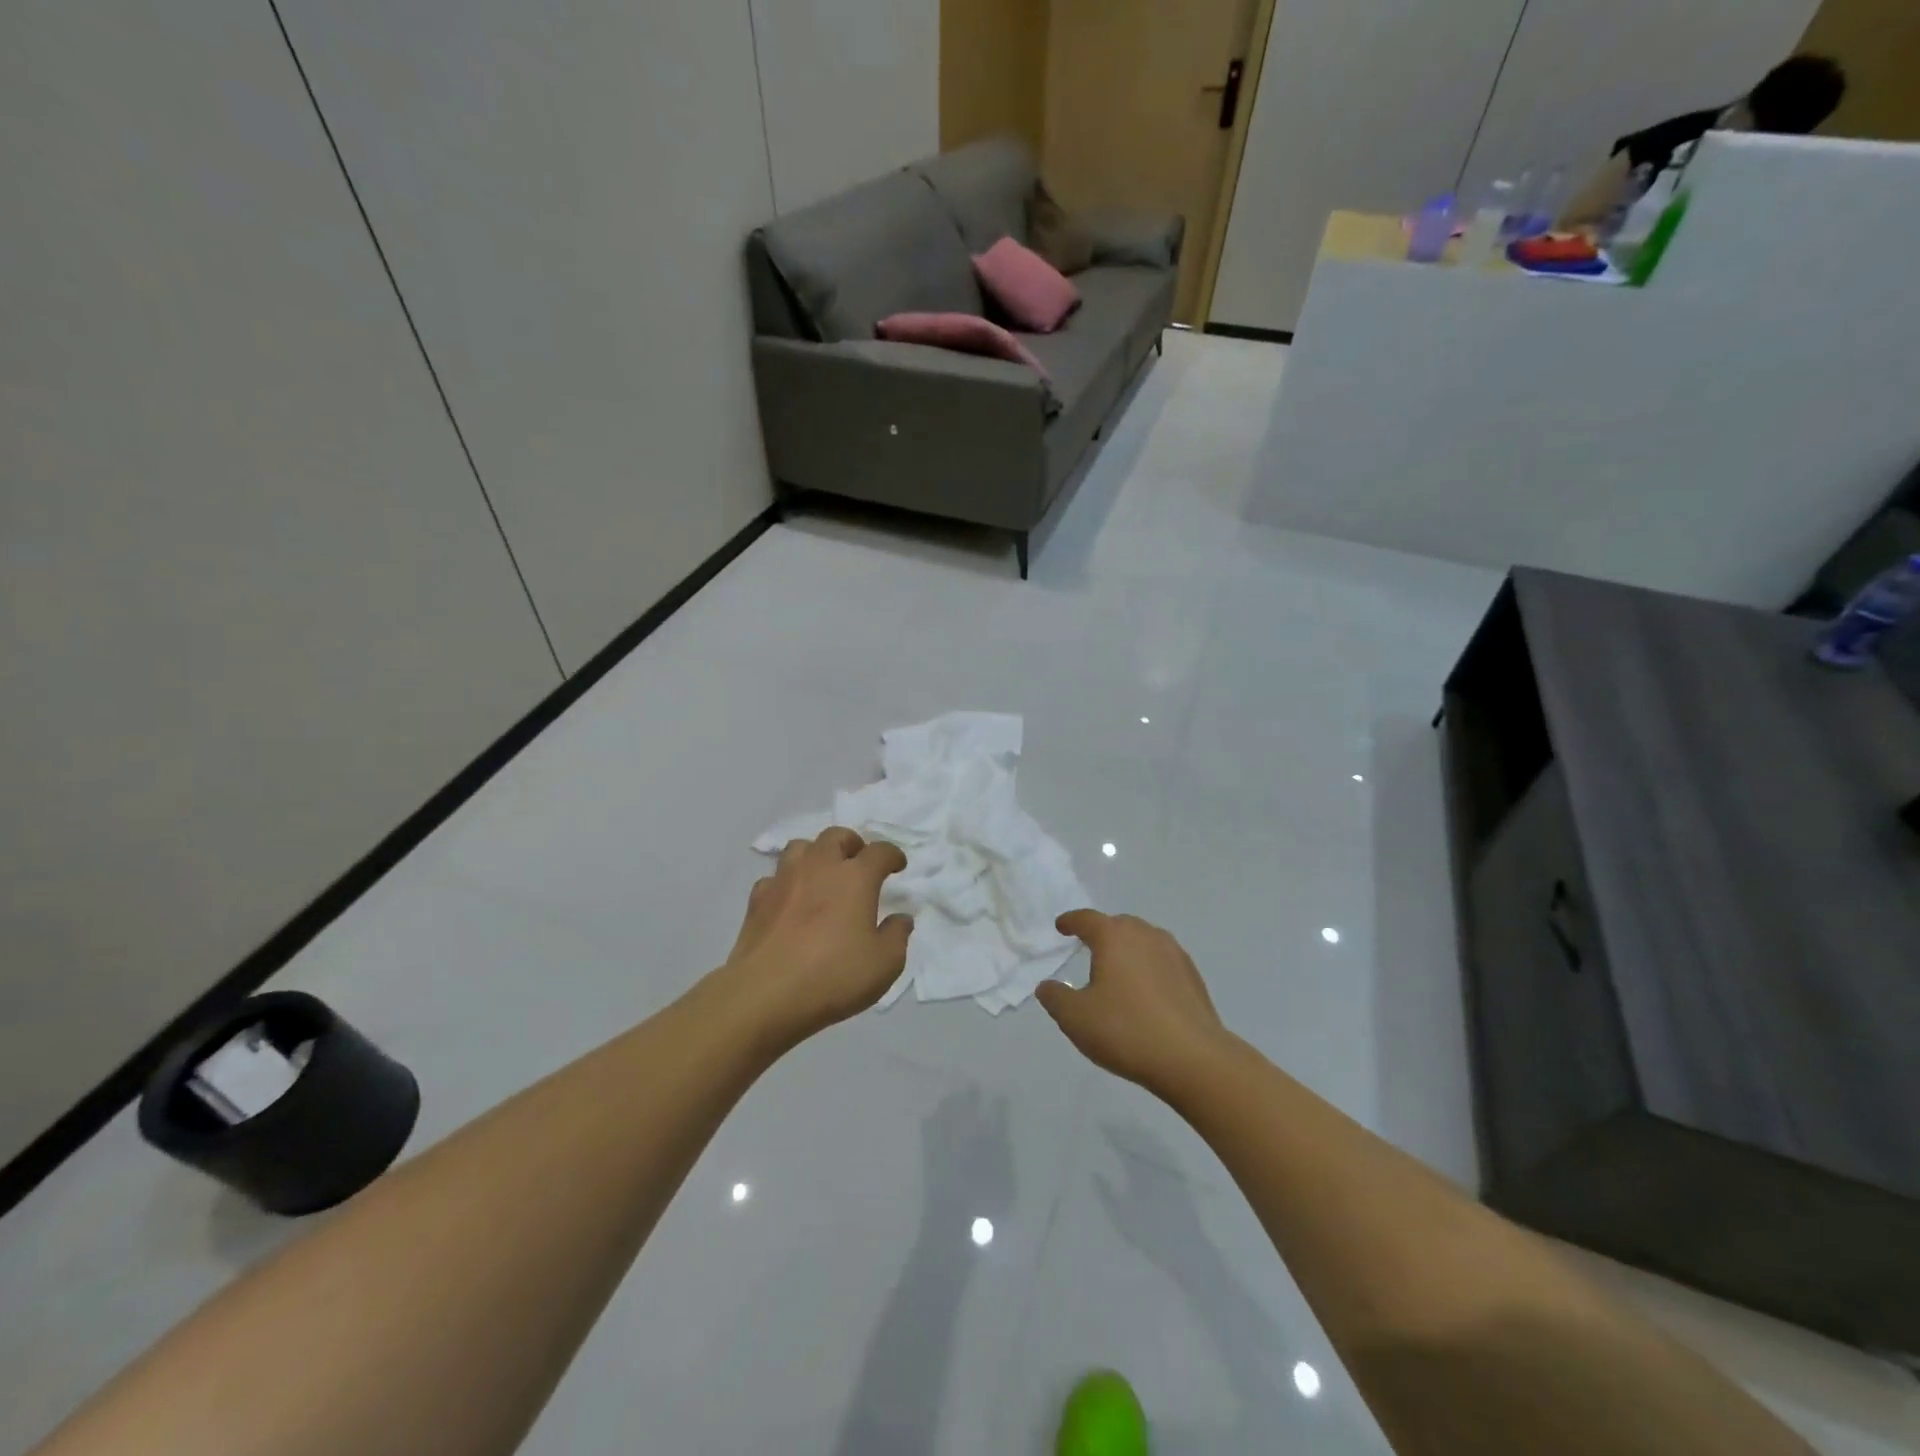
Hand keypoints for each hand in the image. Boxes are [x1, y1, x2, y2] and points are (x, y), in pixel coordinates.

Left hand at [717, 827, 912, 1043]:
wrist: (765, 994)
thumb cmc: (833, 976)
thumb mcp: (884, 964)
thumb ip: (897, 936)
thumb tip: (900, 918)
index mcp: (855, 878)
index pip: (880, 851)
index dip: (892, 855)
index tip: (898, 866)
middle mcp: (819, 867)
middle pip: (836, 837)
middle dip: (852, 844)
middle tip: (858, 863)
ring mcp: (784, 880)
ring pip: (800, 847)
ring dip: (816, 854)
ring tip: (823, 874)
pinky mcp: (757, 900)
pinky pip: (774, 877)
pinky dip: (787, 882)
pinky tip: (790, 900)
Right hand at [1036, 910, 1228, 1095]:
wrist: (1193, 1059)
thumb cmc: (1126, 1030)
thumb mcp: (1076, 1018)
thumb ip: (1056, 998)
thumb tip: (1048, 986)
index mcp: (1114, 937)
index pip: (1087, 919)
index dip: (1071, 921)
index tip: (1061, 926)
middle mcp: (1146, 935)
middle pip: (1119, 925)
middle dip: (1102, 933)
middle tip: (1089, 949)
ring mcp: (1174, 954)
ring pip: (1144, 941)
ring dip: (1128, 950)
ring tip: (1118, 971)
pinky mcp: (1194, 977)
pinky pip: (1163, 962)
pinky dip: (1149, 968)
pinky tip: (1146, 993)